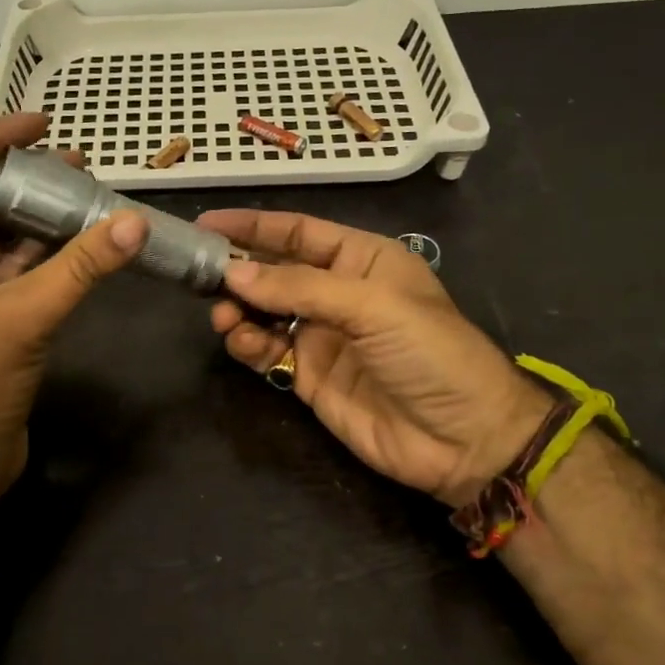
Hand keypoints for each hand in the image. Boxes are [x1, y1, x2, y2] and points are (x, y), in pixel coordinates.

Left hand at [0, 113, 146, 508]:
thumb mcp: (21, 319)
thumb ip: (79, 267)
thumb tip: (135, 224)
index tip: (38, 123)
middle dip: (18, 177)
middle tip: (74, 160)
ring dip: (34, 216)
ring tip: (84, 191)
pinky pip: (9, 269)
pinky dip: (41, 253)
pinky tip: (80, 238)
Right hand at [198, 210, 550, 506]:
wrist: (464, 440)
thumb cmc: (431, 353)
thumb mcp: (372, 307)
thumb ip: (300, 288)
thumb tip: (233, 274)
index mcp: (362, 260)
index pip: (298, 232)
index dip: (252, 226)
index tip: (206, 224)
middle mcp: (338, 292)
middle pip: (274, 271)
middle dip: (238, 271)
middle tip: (201, 277)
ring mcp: (322, 336)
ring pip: (264, 311)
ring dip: (238, 310)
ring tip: (224, 317)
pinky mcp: (309, 376)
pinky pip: (267, 350)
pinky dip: (248, 344)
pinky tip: (243, 343)